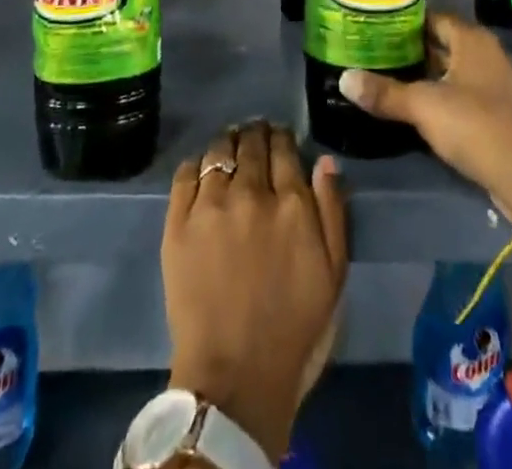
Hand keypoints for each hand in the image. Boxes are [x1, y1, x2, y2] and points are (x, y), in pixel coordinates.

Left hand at [163, 121, 348, 463]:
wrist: (234, 378)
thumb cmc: (294, 330)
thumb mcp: (333, 274)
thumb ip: (332, 210)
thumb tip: (324, 160)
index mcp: (291, 203)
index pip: (283, 147)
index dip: (281, 137)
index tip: (280, 137)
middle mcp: (250, 192)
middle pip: (251, 142)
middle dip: (255, 133)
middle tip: (255, 135)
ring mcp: (210, 205)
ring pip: (218, 150)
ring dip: (227, 143)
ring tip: (229, 146)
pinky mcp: (178, 222)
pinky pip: (186, 173)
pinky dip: (197, 164)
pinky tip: (202, 169)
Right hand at [338, 11, 511, 221]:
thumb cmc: (474, 126)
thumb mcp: (423, 106)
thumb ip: (384, 92)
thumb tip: (344, 79)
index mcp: (473, 38)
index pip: (431, 17)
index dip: (403, 22)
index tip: (374, 29)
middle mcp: (488, 52)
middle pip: (442, 42)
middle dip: (411, 49)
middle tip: (374, 53)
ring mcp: (497, 82)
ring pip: (452, 69)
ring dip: (426, 74)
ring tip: (388, 78)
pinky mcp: (500, 110)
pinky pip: (463, 92)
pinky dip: (441, 94)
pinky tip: (417, 107)